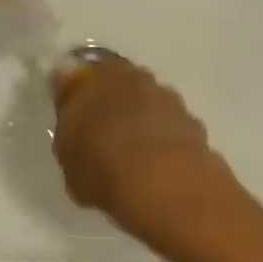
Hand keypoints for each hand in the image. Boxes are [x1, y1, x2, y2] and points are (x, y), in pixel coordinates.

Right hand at [49, 57, 237, 245]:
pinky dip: (164, 145)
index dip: (80, 95)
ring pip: (151, 108)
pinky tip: (157, 171)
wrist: (163, 186)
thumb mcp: (66, 150)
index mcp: (103, 75)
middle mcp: (140, 79)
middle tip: (103, 138)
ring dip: (143, 125)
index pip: (86, 76)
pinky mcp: (196, 128)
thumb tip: (70, 103)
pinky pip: (172, 132)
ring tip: (132, 161)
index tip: (75, 118)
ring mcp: (172, 102)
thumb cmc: (102, 163)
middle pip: (123, 88)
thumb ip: (68, 121)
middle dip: (115, 106)